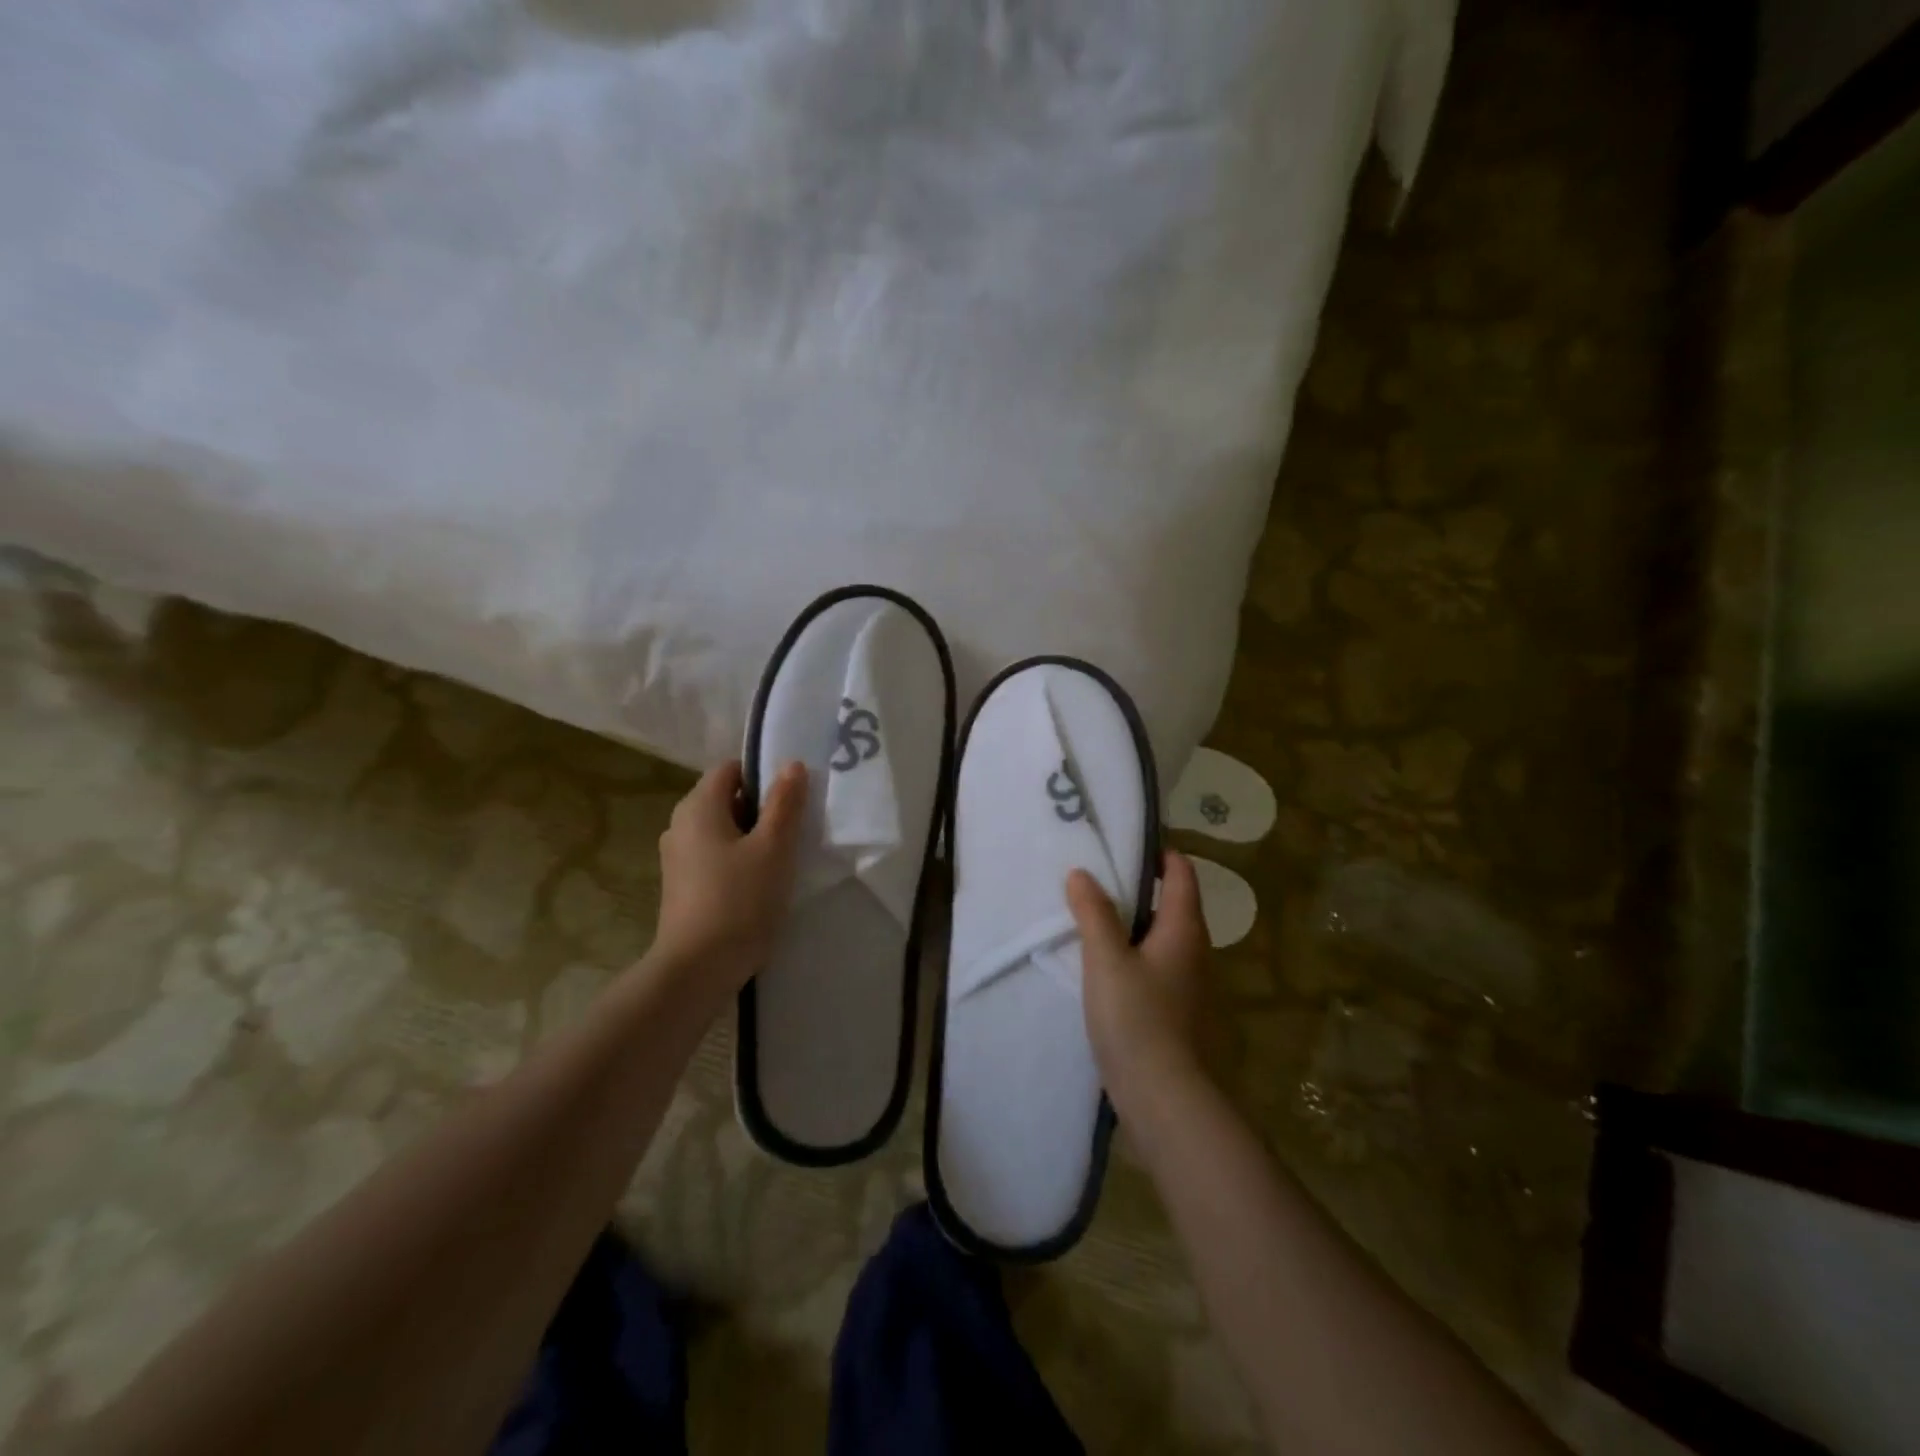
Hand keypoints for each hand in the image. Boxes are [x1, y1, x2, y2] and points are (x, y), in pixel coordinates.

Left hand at [651, 759, 807, 994]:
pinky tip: (758, 882)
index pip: (730, 769)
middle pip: (725, 797)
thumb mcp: (773, 848)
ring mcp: (677, 856)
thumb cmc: (739, 900)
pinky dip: (736, 858)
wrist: (697, 969)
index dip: (762, 775)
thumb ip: (785, 803)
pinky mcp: (681, 884)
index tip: (791, 799)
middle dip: (760, 807)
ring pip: (720, 828)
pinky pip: (712, 854)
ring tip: (781, 857)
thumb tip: (791, 765)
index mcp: (698, 806)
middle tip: (793, 828)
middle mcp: (680, 824)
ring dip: (750, 835)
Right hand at [1067, 850, 1209, 1103]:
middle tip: (1093, 882)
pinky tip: (1101, 970)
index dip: (1158, 854)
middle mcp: (1195, 952)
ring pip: (1160, 940)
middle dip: (1136, 890)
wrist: (1165, 1099)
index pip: (1181, 873)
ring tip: (1089, 922)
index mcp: (1184, 929)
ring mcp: (1189, 985)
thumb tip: (1082, 873)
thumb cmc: (1137, 1019)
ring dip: (1130, 927)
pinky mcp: (1176, 1013)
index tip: (1122, 847)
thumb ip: (1093, 913)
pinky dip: (1131, 958)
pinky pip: (1154, 969)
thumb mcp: (1106, 959)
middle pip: (1170, 905)